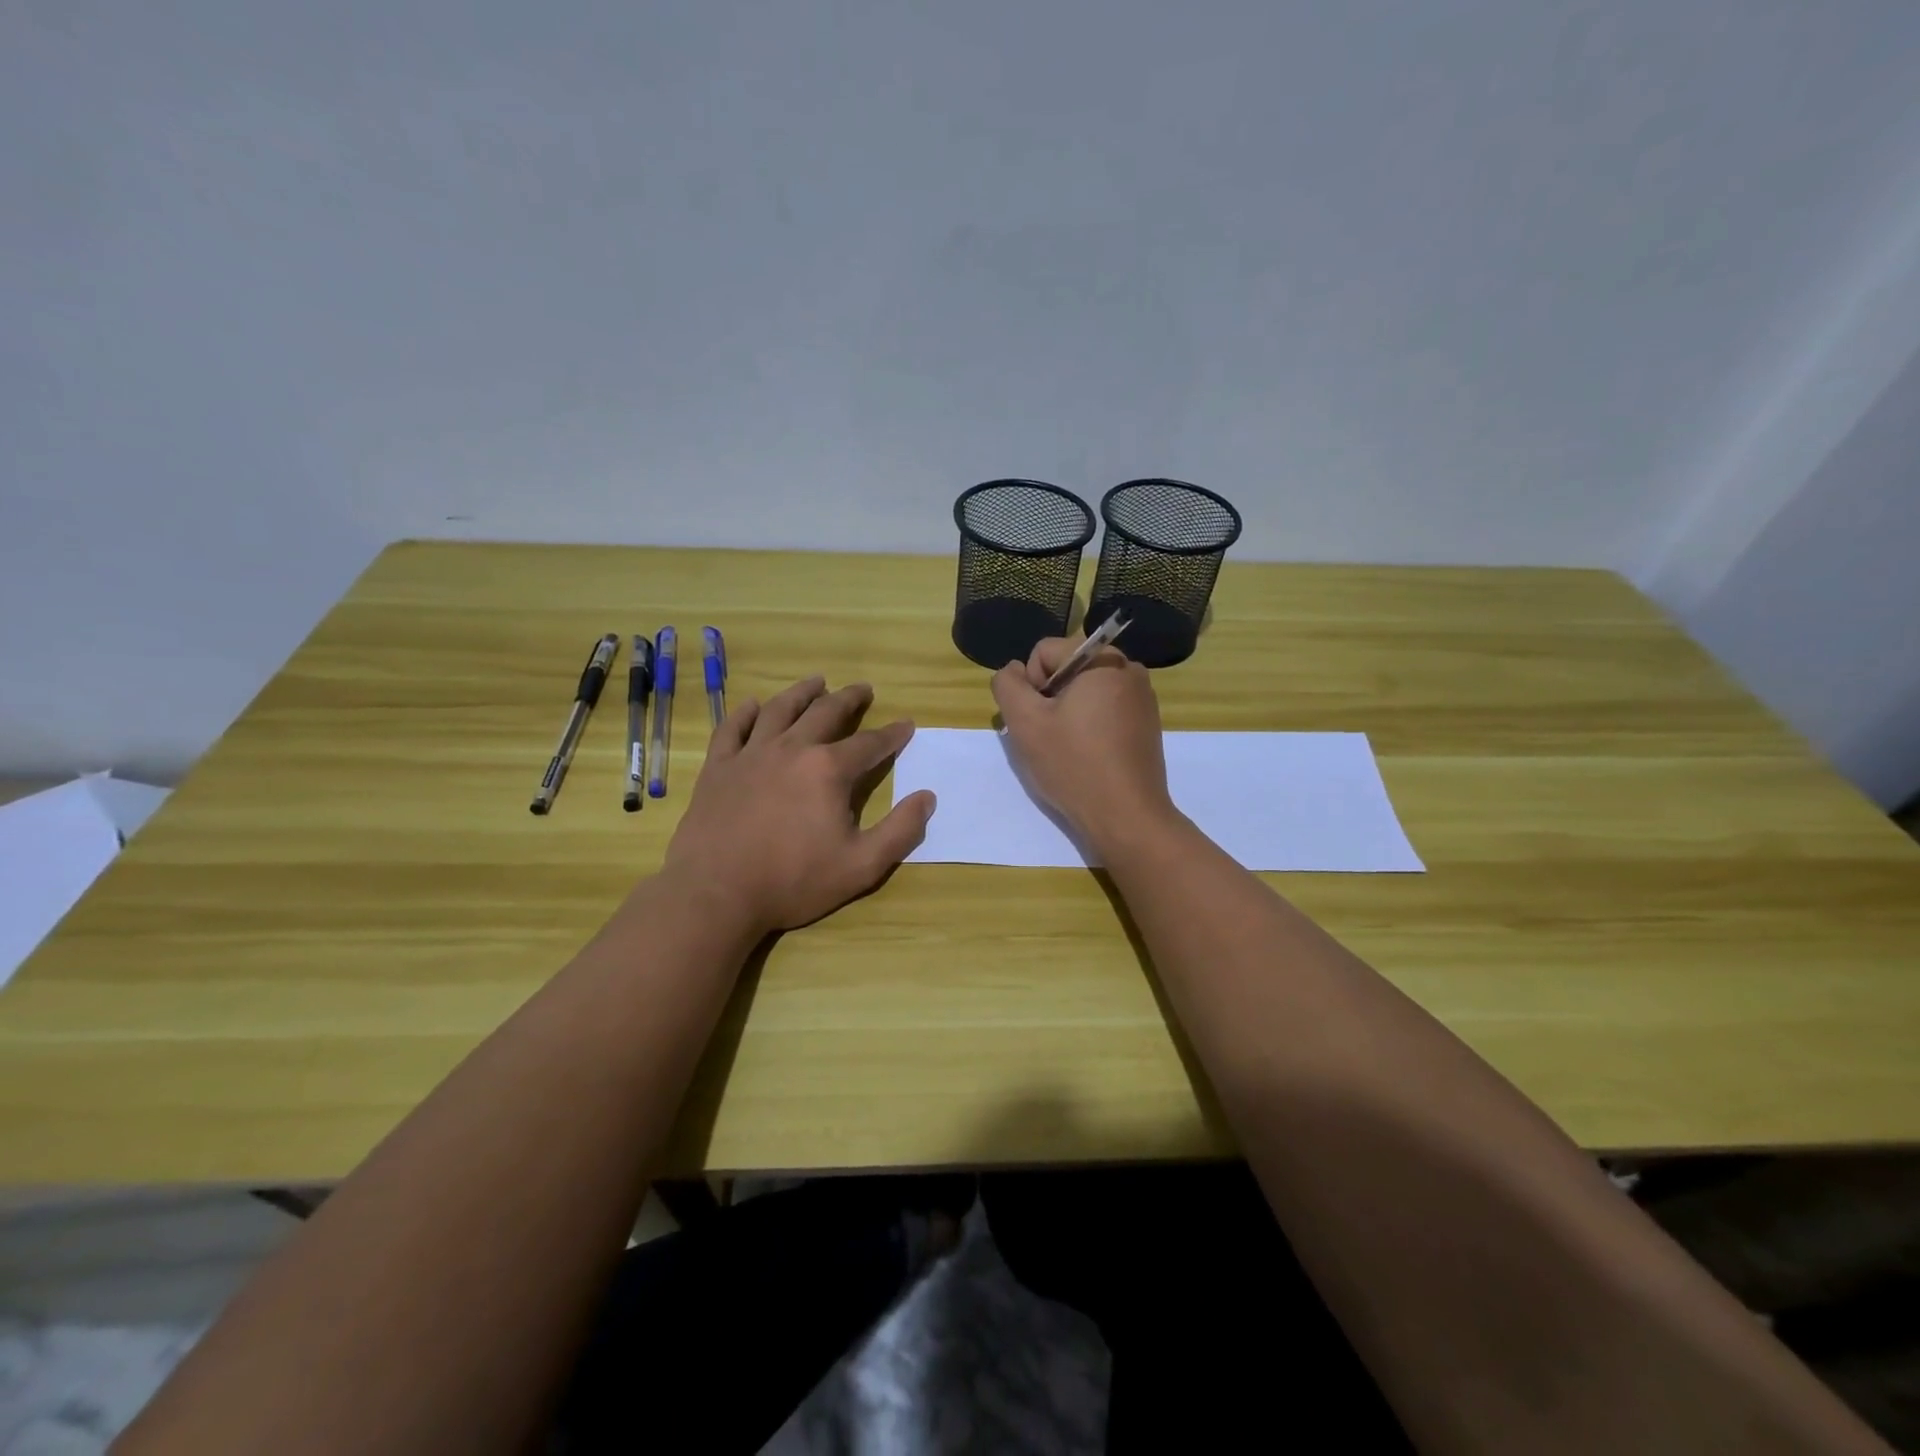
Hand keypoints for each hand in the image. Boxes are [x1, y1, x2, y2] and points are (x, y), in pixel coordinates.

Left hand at [662, 677, 936, 934]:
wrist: (716, 893)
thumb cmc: (793, 881)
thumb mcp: (862, 866)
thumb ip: (901, 830)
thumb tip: (927, 797)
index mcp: (828, 770)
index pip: (870, 744)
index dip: (892, 734)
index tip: (906, 725)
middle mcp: (792, 749)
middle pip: (825, 713)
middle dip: (849, 699)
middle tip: (863, 689)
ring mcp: (750, 754)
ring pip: (779, 709)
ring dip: (802, 693)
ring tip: (816, 682)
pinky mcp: (718, 767)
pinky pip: (732, 728)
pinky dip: (744, 713)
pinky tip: (752, 705)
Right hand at [991, 636, 1177, 851]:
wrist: (1126, 817)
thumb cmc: (1074, 765)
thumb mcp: (1024, 722)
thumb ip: (1007, 685)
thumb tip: (1013, 670)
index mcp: (1103, 659)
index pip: (1044, 652)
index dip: (1029, 686)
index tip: (1038, 721)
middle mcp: (1129, 669)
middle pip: (1065, 671)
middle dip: (1048, 700)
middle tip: (1048, 739)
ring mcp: (1142, 698)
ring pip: (1083, 693)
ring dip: (1066, 715)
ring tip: (1067, 751)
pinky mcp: (1146, 724)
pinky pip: (1104, 711)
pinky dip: (1088, 727)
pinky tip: (1087, 757)